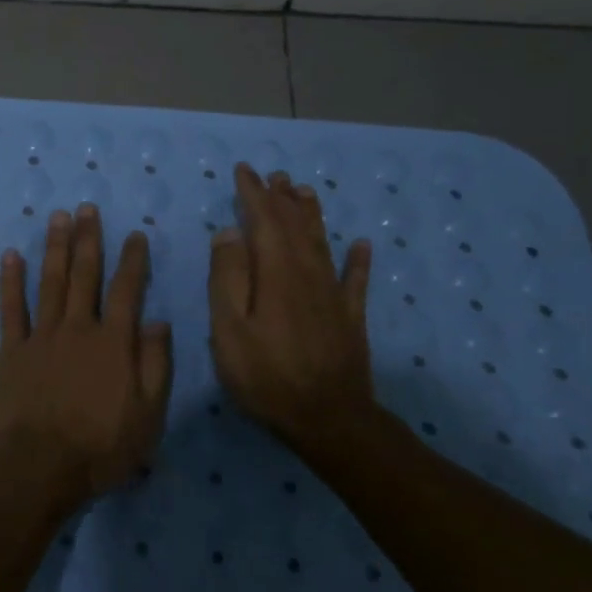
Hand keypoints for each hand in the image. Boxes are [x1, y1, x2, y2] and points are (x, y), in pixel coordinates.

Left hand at [0, 204, 173, 509]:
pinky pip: (11, 308)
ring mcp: (42, 336)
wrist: (40, 466)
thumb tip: (158, 321)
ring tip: (58, 217)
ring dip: (55, 247)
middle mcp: (79, 328)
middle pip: (85, 275)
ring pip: (50, 282)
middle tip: (87, 208)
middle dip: (88, 239)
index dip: (132, 260)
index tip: (135, 234)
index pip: (127, 290)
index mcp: (114, 342)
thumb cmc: (102, 447)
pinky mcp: (12, 350)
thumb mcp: (148, 414)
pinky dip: (11, 281)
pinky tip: (11, 256)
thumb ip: (155, 364)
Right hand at [208, 162, 374, 449]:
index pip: (263, 222)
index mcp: (276, 273)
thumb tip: (229, 232)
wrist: (329, 419)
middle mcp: (308, 274)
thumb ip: (228, 278)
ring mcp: (333, 296)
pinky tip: (362, 245)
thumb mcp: (230, 330)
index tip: (244, 171)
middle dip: (281, 198)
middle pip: (294, 227)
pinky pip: (355, 280)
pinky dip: (358, 260)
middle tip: (274, 175)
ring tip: (305, 191)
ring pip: (321, 243)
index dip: (253, 194)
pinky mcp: (350, 318)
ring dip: (311, 215)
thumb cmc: (267, 376)